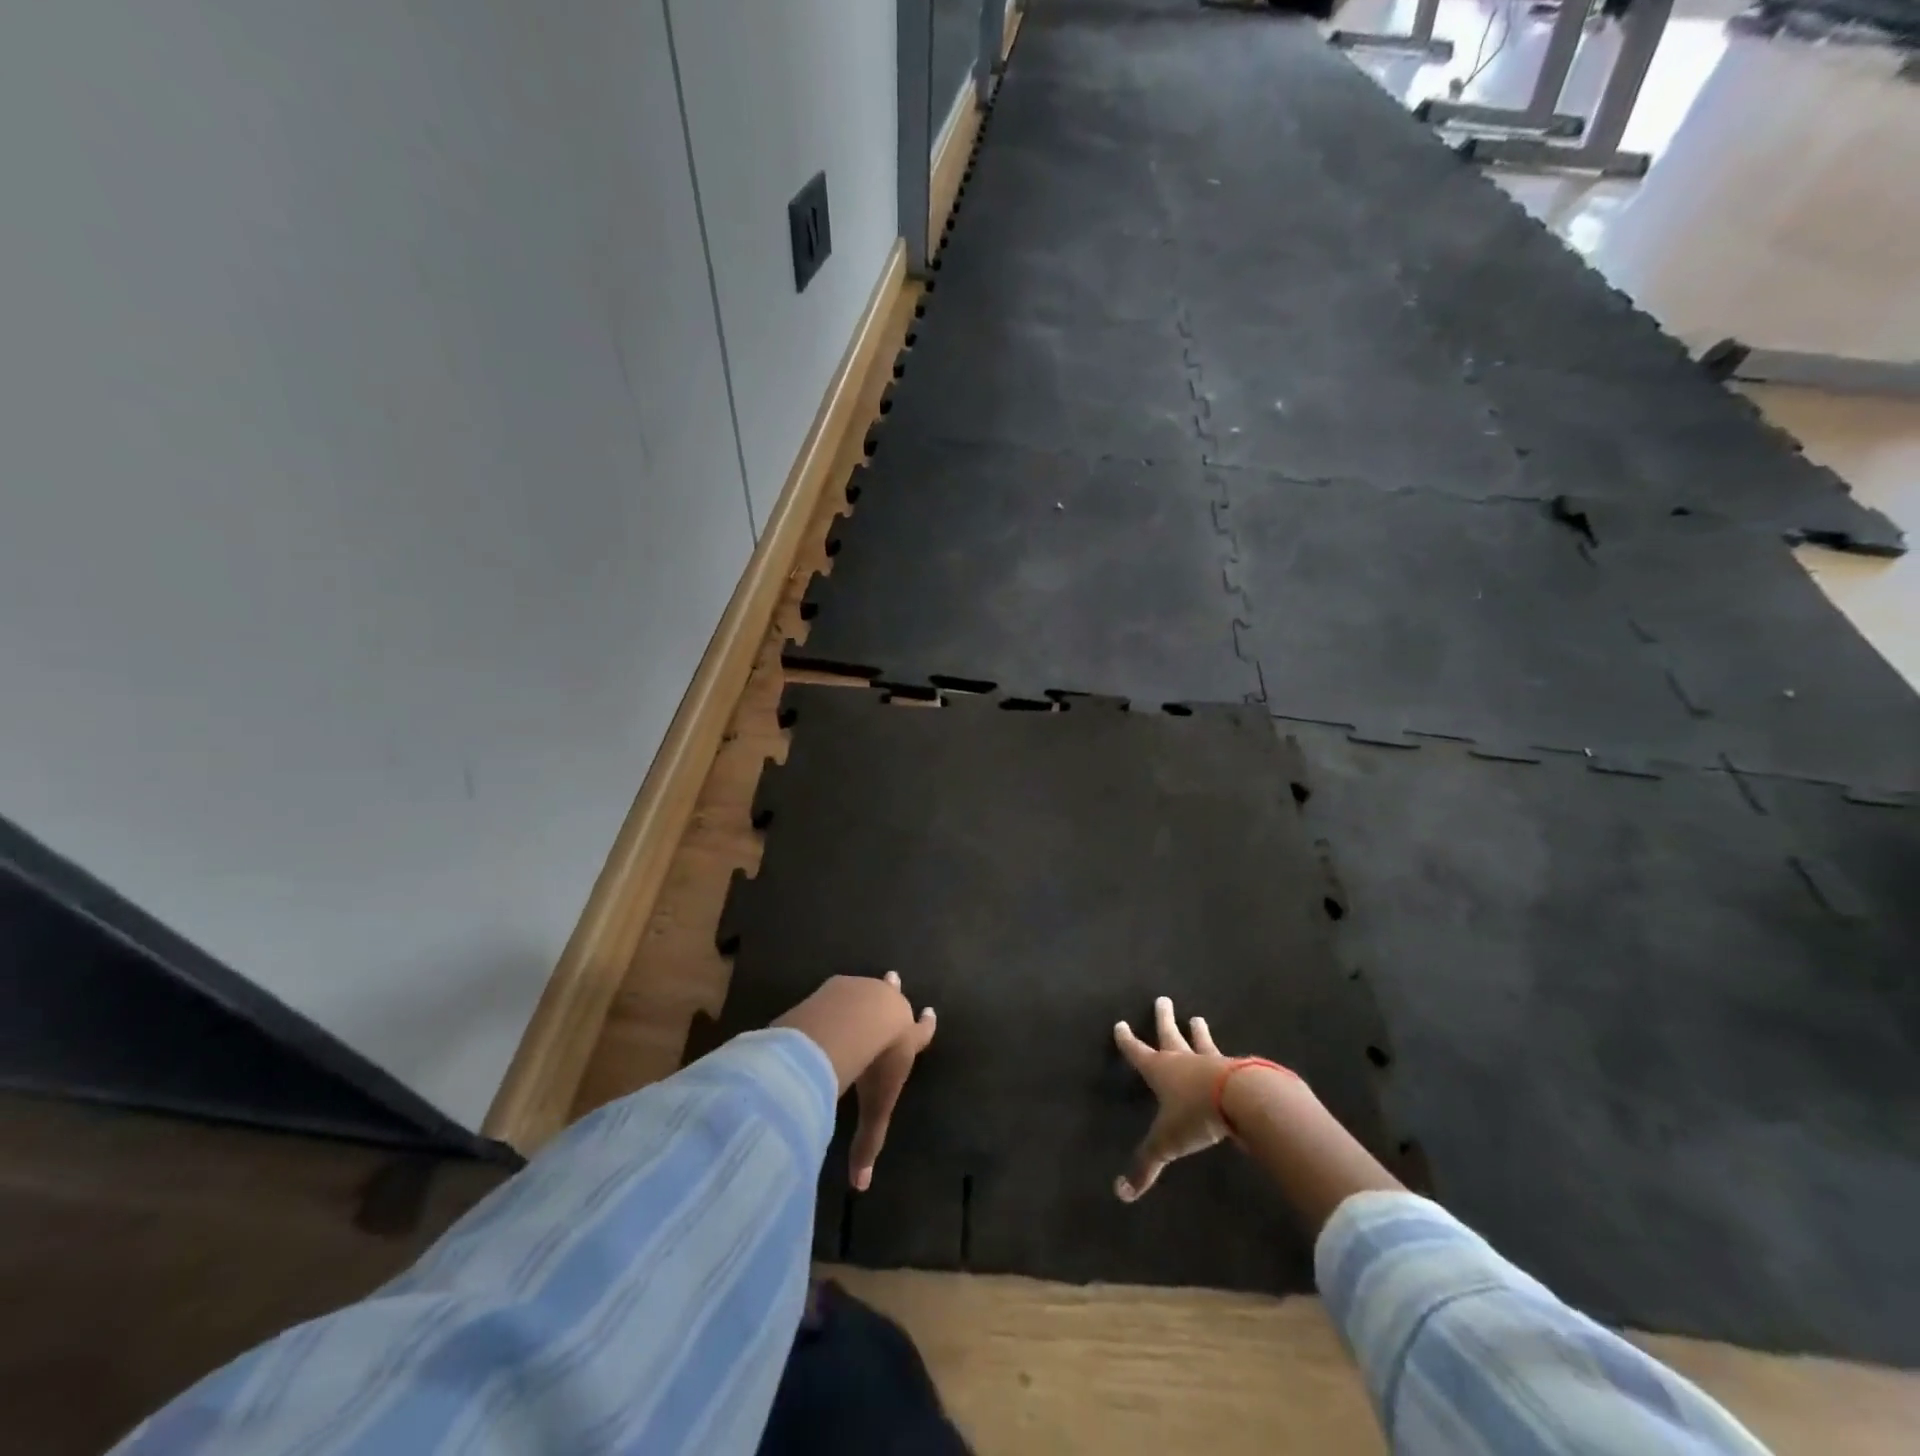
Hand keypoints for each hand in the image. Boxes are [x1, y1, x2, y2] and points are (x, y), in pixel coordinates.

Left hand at [850, 972, 936, 1191]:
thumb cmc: (876, 1064)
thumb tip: (861, 1187)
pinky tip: (830, 998)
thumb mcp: (876, 1106)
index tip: (931, 1011)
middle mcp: (891, 1008)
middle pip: (895, 997)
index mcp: (907, 1037)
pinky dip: (839, 994)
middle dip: (895, 992)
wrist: (857, 1020)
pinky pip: (842, 988)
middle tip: (894, 978)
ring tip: (865, 988)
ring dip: (870, 990)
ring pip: (871, 988)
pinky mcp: (842, 984)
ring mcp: (867, 991)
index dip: (926, 1024)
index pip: (922, 1031)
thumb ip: (868, 1143)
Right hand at [1113, 995, 1233, 1201]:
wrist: (1243, 1100)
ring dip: (1198, 1032)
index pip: (1138, 1052)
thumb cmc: (1196, 1115)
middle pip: (1170, 1034)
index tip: (1121, 1024)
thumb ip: (1146, 1165)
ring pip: (1201, 1042)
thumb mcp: (1167, 1143)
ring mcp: (1212, 1062)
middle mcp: (1183, 1060)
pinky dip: (1227, 1058)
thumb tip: (1121, 1194)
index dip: (1128, 1041)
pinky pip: (1229, 1061)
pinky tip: (1234, 1058)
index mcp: (1160, 1070)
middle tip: (1163, 1000)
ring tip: (1198, 1018)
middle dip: (1163, 1019)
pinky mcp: (1239, 1070)